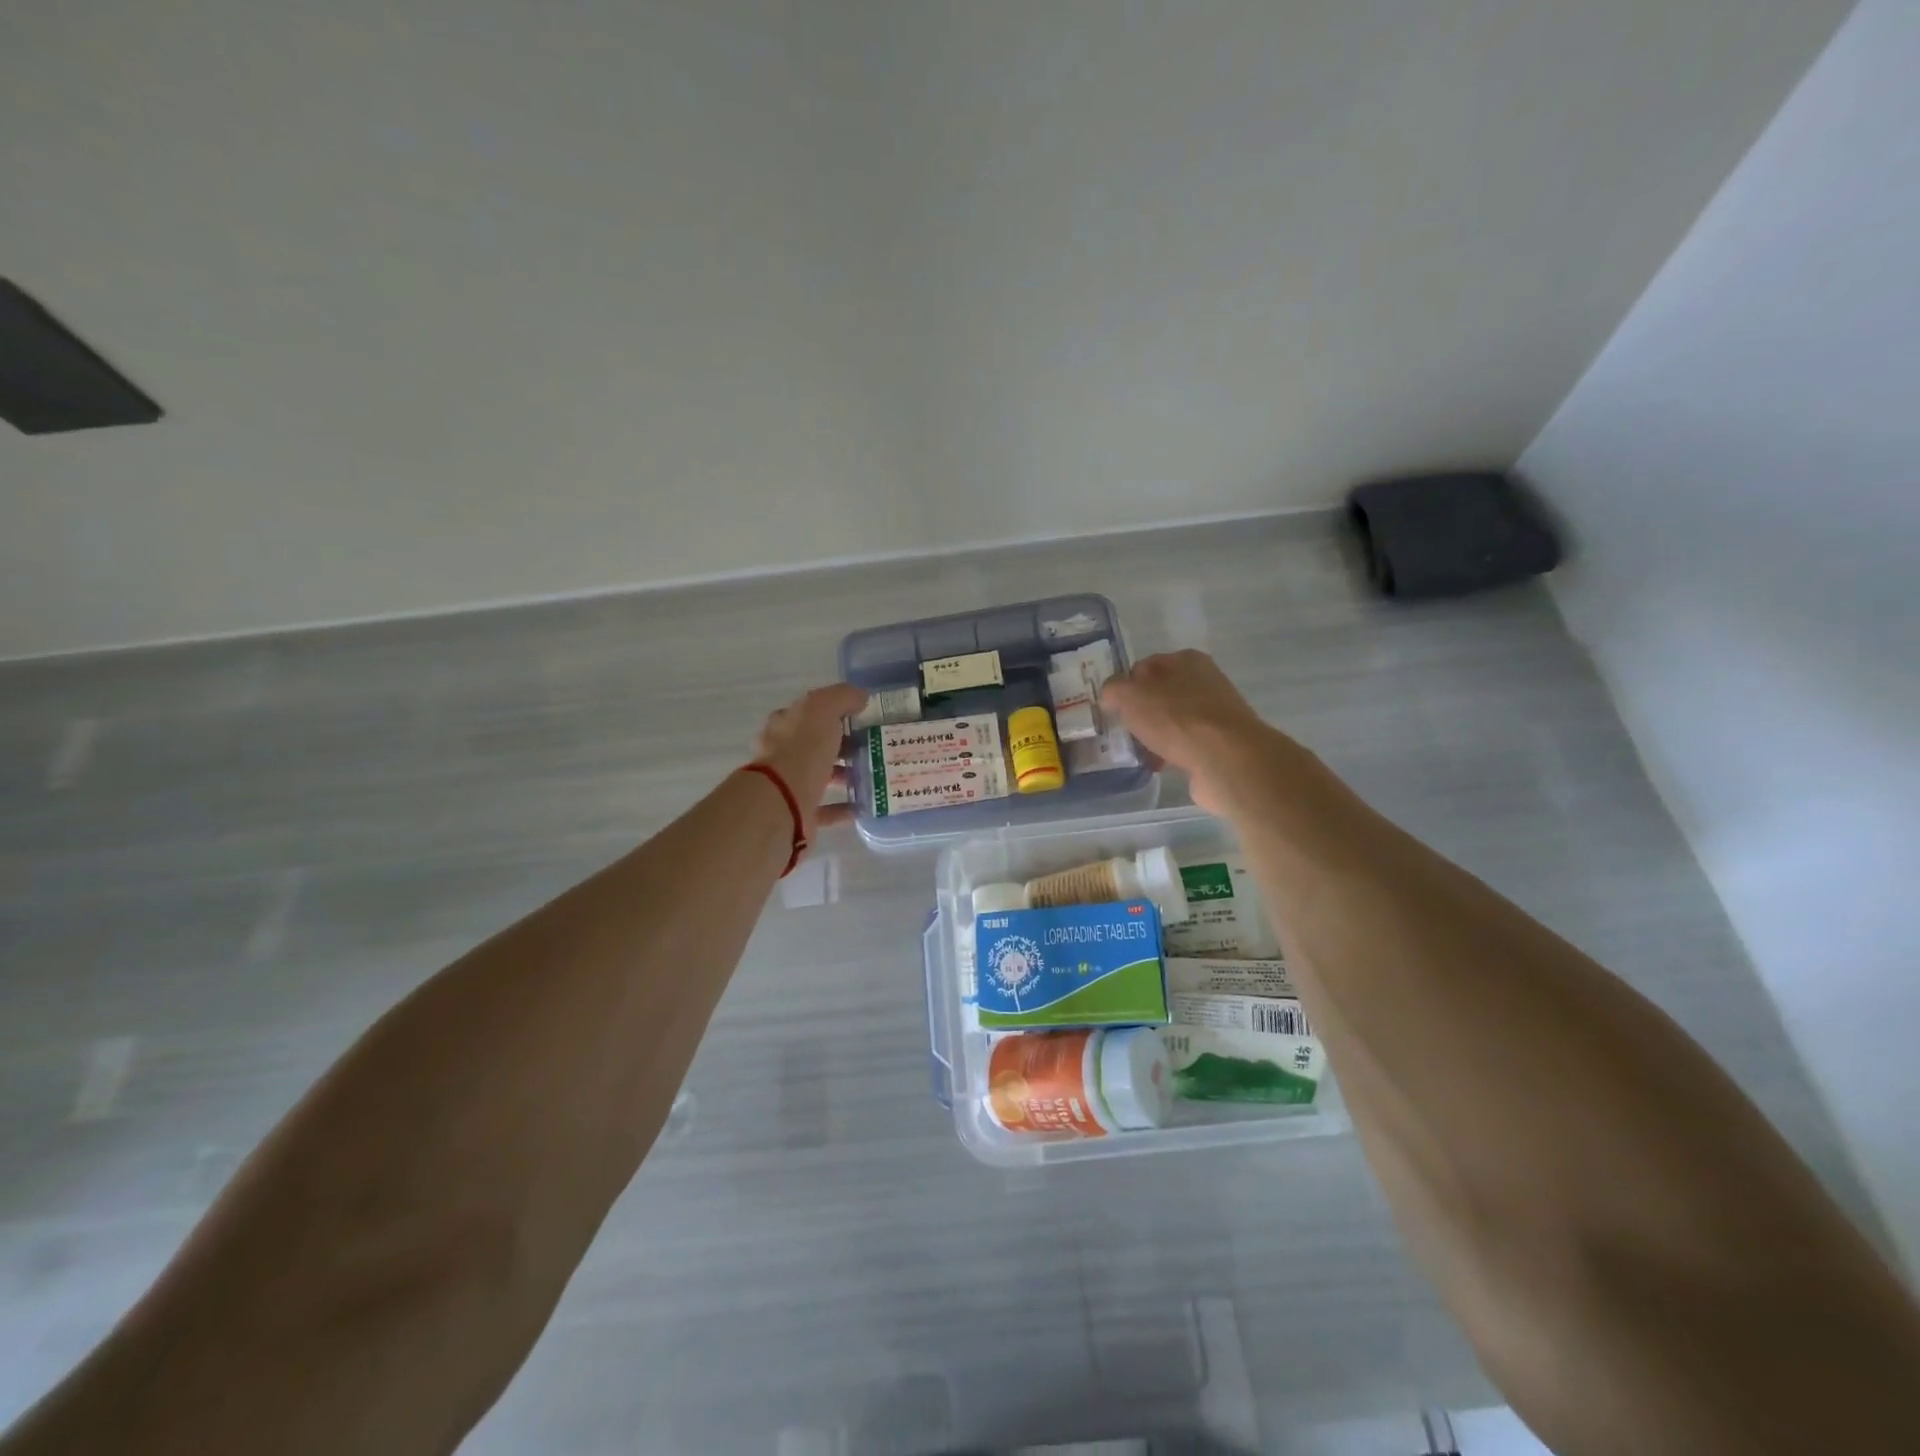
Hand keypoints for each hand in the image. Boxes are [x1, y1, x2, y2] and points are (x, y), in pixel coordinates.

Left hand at [752, 683, 867, 836]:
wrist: (783, 801)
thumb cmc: (802, 749)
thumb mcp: (823, 709)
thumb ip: (842, 697)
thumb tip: (860, 697)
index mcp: (785, 725)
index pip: (810, 713)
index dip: (834, 712)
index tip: (861, 717)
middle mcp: (783, 753)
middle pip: (817, 744)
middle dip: (843, 744)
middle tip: (874, 746)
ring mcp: (790, 784)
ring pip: (822, 775)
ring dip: (846, 774)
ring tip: (874, 774)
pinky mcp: (799, 812)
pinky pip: (826, 809)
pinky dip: (844, 807)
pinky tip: (864, 804)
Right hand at [1100, 650, 1278, 815]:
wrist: (1225, 759)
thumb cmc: (1175, 718)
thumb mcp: (1129, 696)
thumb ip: (1113, 690)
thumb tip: (1111, 696)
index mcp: (1186, 659)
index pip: (1145, 666)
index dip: (1125, 685)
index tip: (1113, 707)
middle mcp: (1206, 681)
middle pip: (1160, 694)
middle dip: (1140, 713)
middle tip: (1123, 730)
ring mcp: (1216, 713)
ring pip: (1173, 721)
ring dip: (1154, 735)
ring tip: (1139, 752)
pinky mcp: (1221, 742)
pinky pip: (1186, 744)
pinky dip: (1170, 753)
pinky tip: (1159, 766)